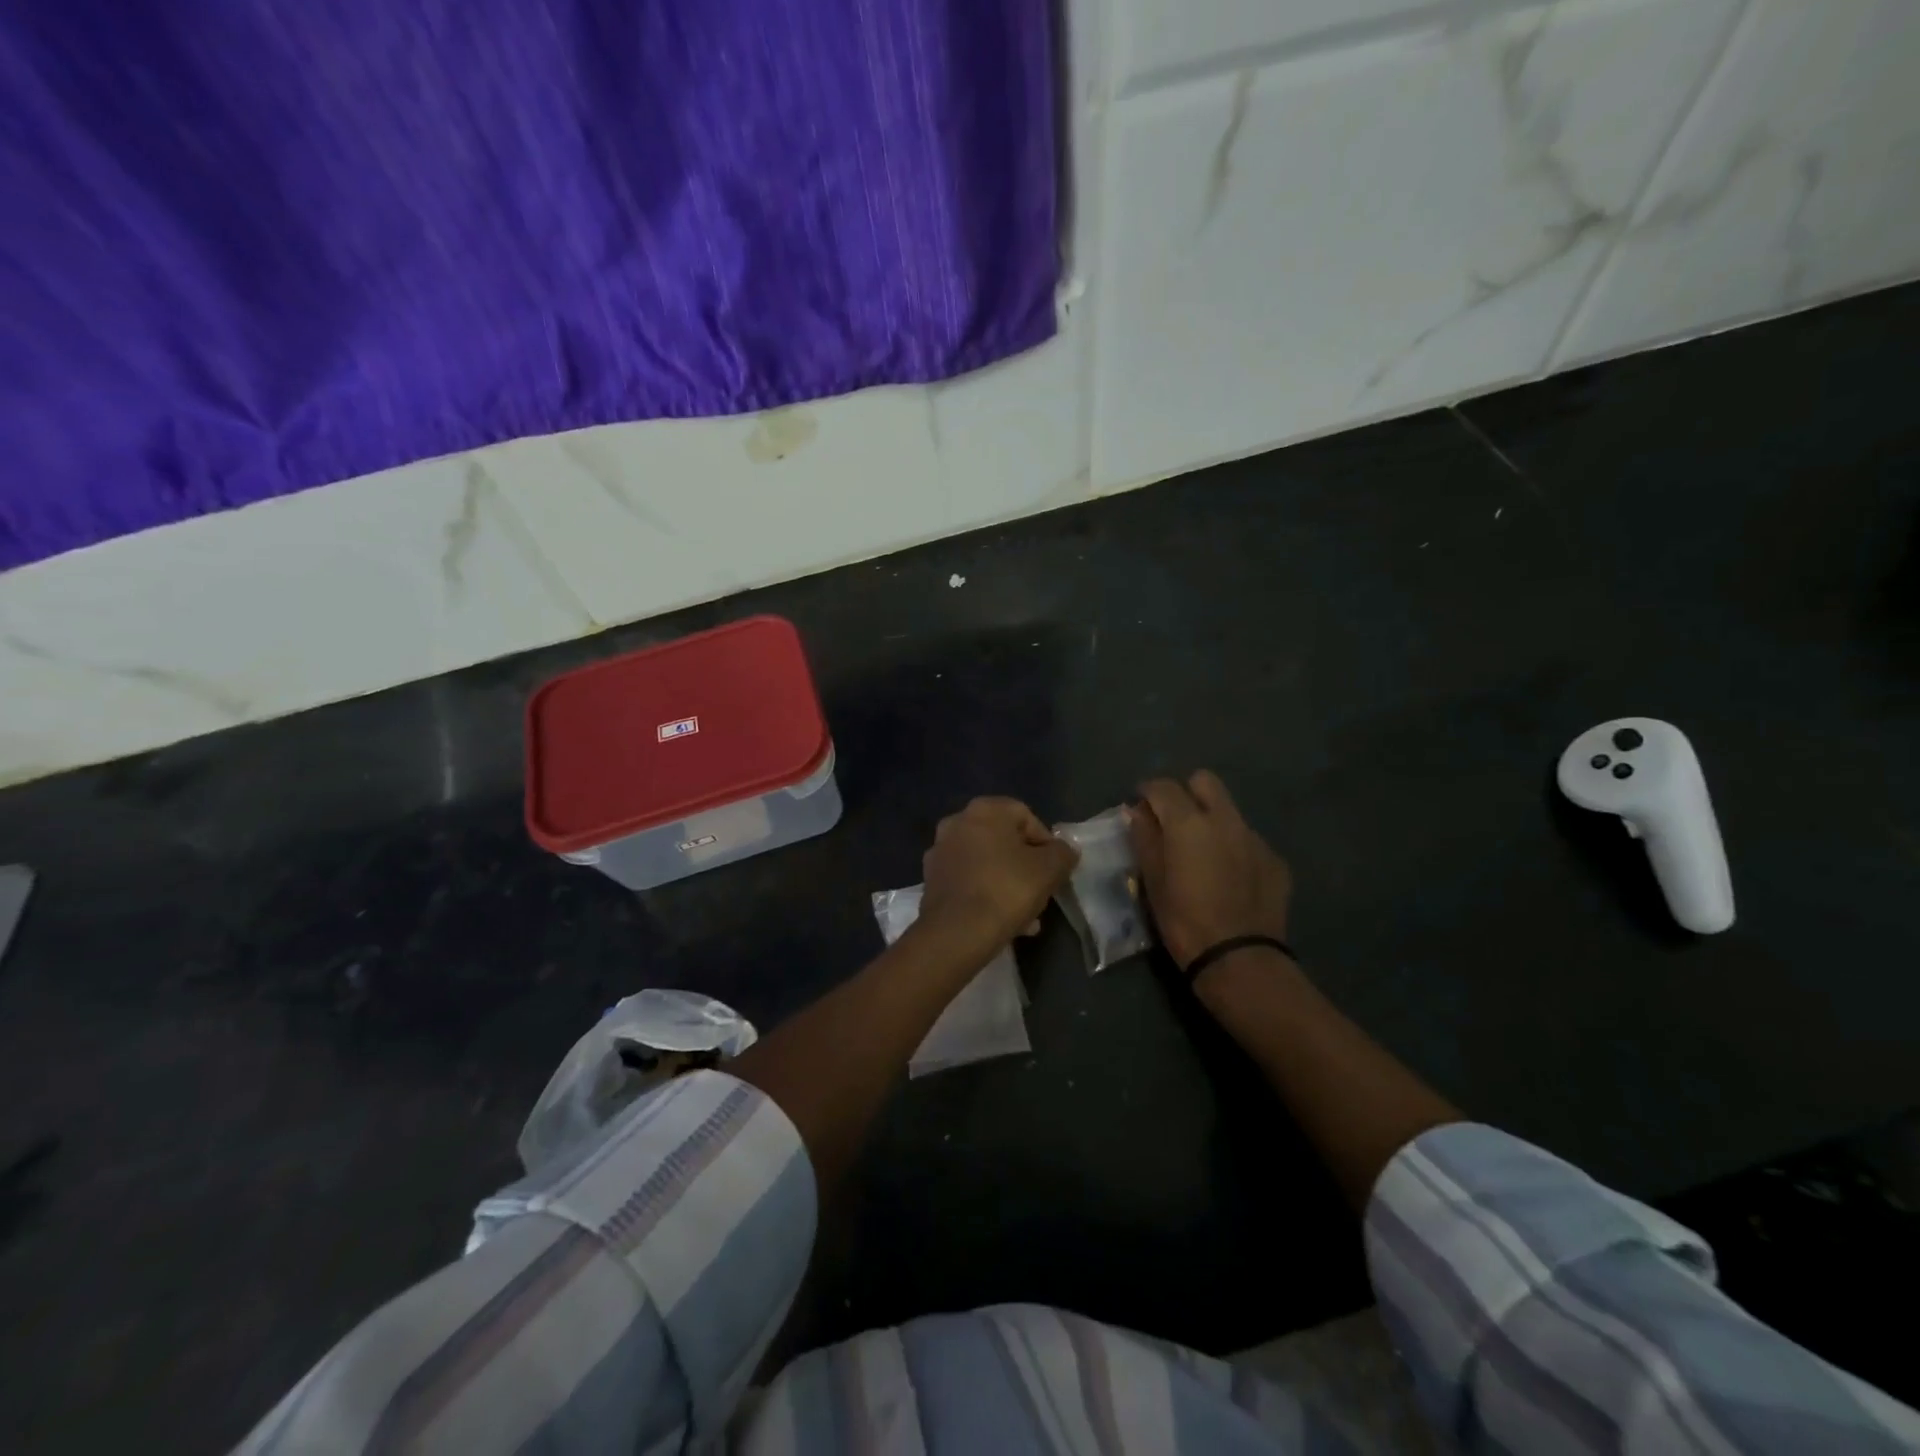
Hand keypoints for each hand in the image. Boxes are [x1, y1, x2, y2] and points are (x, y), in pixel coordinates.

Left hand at [917, 797, 1078, 966]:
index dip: (1046, 842)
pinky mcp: (931, 880)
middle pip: (1004, 841)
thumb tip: (1064, 850)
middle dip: (1025, 866)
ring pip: (986, 863)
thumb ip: (1063, 853)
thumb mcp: (1050, 869)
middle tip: (1041, 892)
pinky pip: (968, 881)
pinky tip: (1003, 922)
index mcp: (985, 810)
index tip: (1055, 870)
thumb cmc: (1007, 890)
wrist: (956, 932)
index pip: (1026, 816)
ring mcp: (940, 851)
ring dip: (1007, 883)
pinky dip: (986, 894)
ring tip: (1027, 916)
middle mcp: (957, 822)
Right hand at [1130, 771, 1292, 970]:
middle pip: (1204, 781)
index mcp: (1189, 822)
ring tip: (1202, 853)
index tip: (1140, 806)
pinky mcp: (1275, 859)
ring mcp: (1254, 838)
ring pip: (1229, 811)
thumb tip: (1137, 811)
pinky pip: (1248, 839)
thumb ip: (1144, 838)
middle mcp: (1225, 819)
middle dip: (1186, 792)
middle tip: (1173, 820)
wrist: (1239, 958)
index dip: (1147, 791)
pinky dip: (1233, 847)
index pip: (1163, 786)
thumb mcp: (1152, 880)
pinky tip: (1228, 876)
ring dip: (1211, 820)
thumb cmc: (1183, 920)